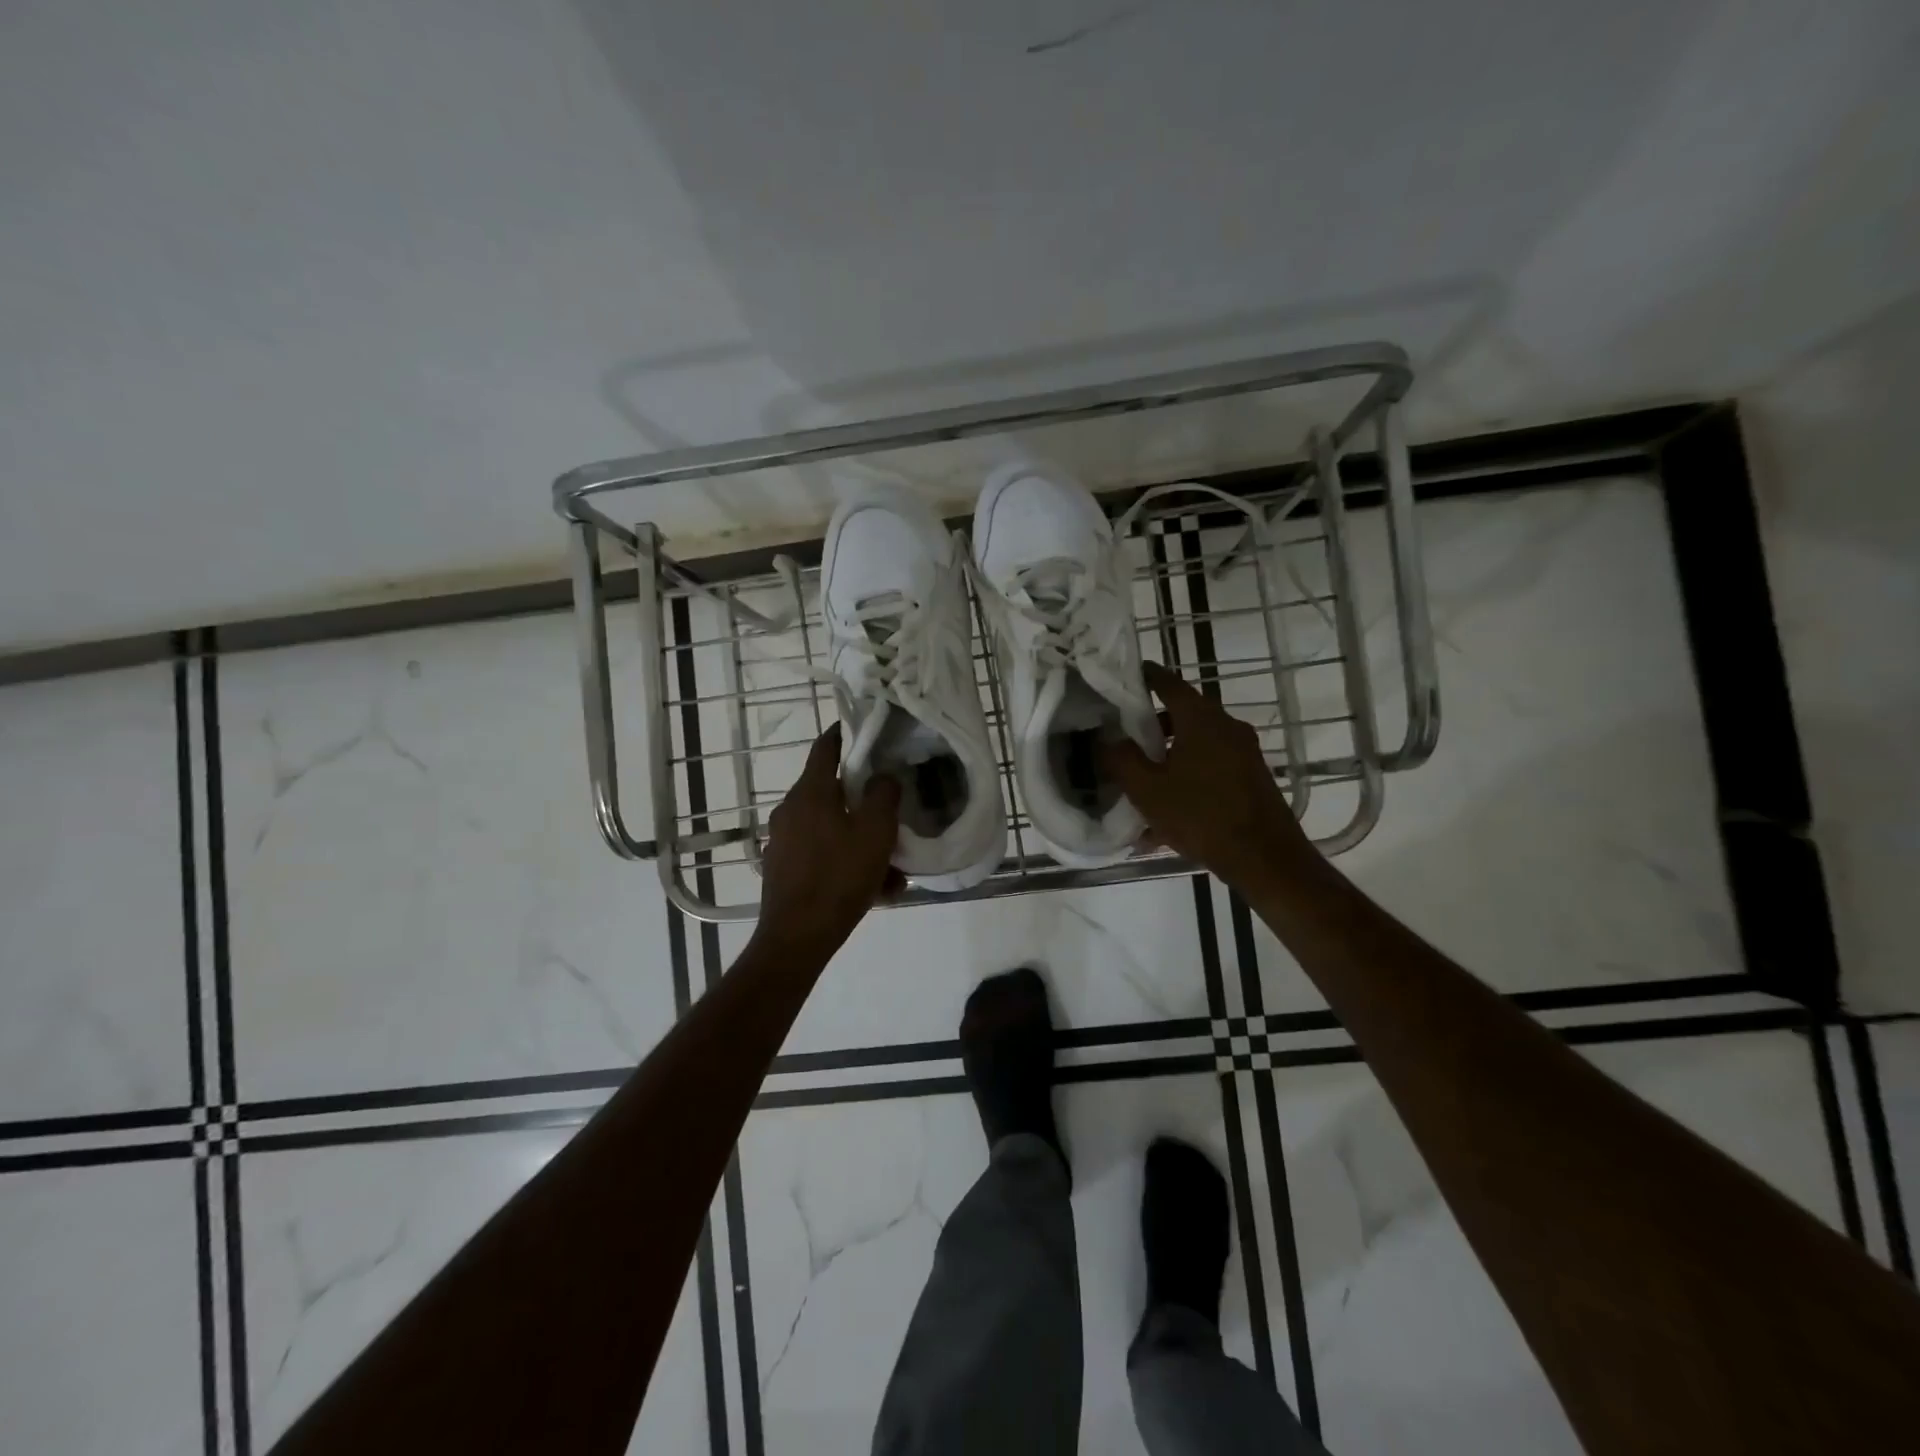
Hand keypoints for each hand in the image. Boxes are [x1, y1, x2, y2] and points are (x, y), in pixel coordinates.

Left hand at [754, 724, 901, 956]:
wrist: (798, 936)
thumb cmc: (839, 876)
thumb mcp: (875, 832)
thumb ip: (883, 795)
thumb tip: (882, 777)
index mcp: (810, 793)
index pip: (825, 748)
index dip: (843, 734)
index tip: (863, 730)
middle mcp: (790, 810)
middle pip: (831, 792)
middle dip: (862, 801)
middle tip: (890, 813)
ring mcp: (783, 840)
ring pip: (830, 828)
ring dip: (859, 839)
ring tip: (891, 868)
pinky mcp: (783, 868)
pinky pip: (821, 854)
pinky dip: (845, 862)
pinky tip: (872, 889)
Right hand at [1104, 661, 1314, 888]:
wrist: (1265, 858)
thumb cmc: (1201, 815)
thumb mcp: (1147, 789)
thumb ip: (1121, 759)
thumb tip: (1106, 740)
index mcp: (1201, 719)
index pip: (1168, 683)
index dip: (1144, 677)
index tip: (1123, 678)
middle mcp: (1226, 727)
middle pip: (1182, 715)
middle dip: (1150, 727)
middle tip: (1122, 740)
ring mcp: (1243, 753)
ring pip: (1195, 746)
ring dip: (1167, 759)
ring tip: (1140, 785)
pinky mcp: (1251, 778)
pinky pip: (1209, 770)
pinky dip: (1186, 781)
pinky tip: (1165, 820)